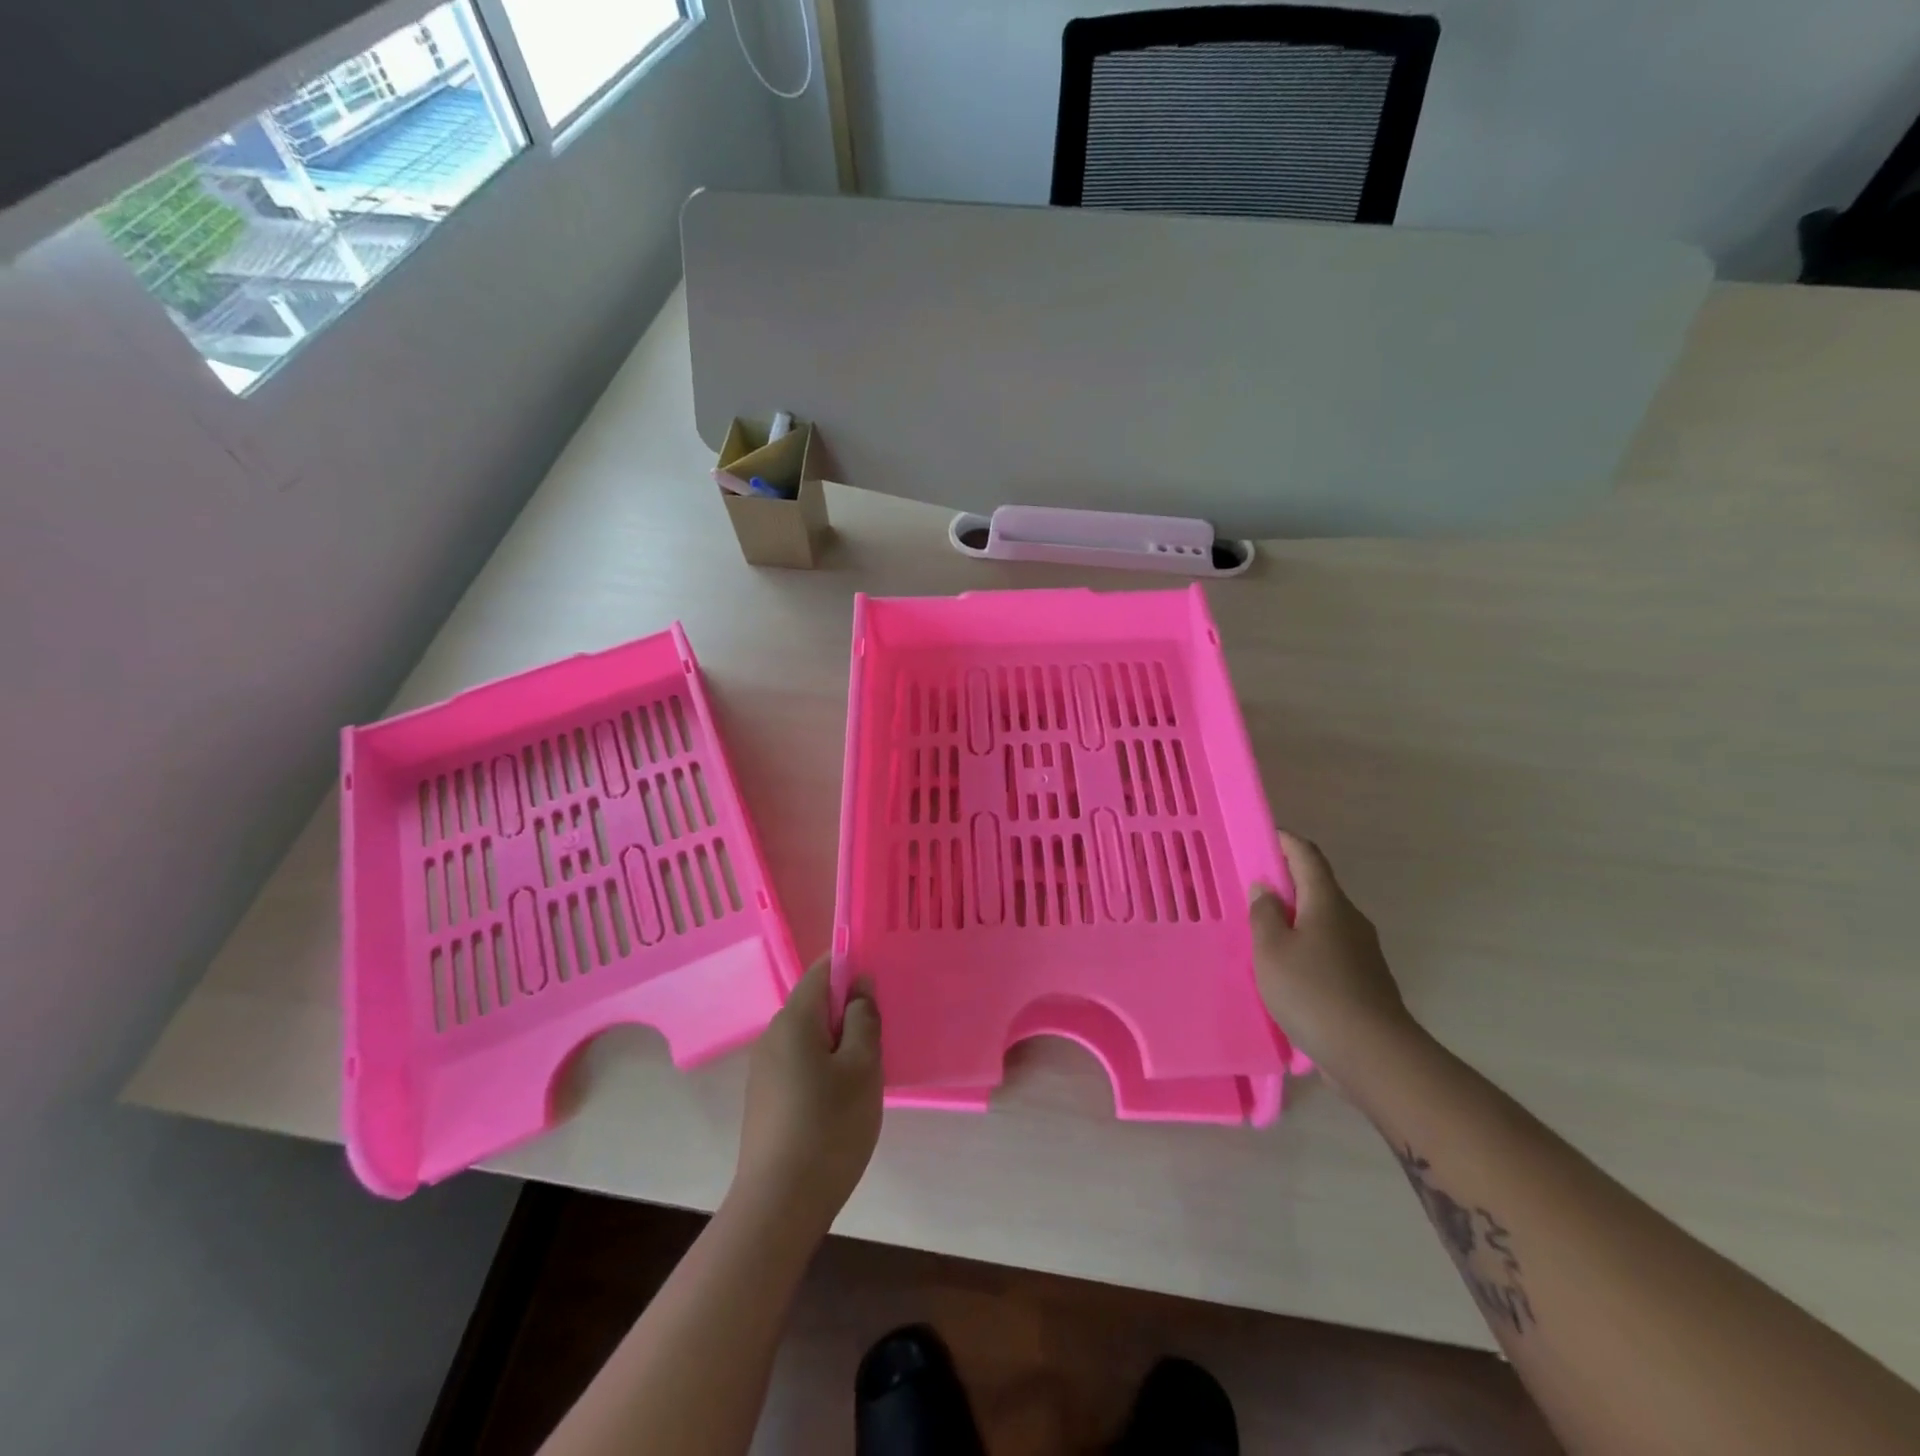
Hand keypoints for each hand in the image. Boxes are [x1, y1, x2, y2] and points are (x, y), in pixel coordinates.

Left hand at [734, 958, 882, 1233]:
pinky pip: (801, 1064)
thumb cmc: (829, 1127)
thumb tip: (860, 985)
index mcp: (794, 1019)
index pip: (823, 970)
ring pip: (811, 1037)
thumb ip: (864, 1018)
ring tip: (869, 1071)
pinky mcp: (766, 1099)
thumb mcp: (862, 1067)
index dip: (853, 967)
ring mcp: (765, 1070)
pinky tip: (843, 1100)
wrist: (778, 1205)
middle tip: (884, 1035)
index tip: (882, 985)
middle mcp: (772, 1036)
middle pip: (816, 1004)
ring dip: (840, 1043)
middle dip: (850, 1011)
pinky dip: (825, 1068)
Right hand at [1252, 831, 1420, 1085]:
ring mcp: (1362, 951)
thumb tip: (1266, 889)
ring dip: (1295, 921)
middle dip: (1286, 884)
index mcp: (1327, 903)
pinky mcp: (1365, 981)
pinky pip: (1329, 950)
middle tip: (1251, 893)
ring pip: (1322, 922)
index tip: (1264, 837)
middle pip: (1317, 889)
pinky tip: (1287, 972)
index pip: (1308, 856)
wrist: (1373, 1055)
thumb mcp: (1271, 950)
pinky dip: (1306, 949)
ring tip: (1262, 936)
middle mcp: (1350, 919)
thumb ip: (1264, 915)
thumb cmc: (1313, 992)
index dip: (1286, 842)